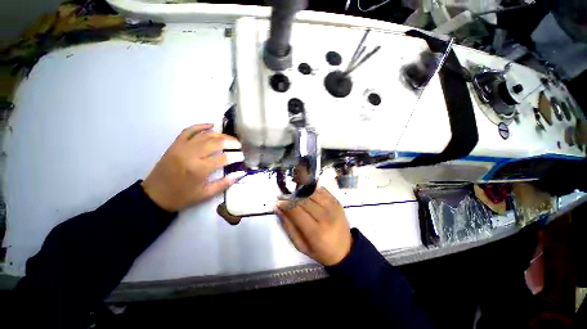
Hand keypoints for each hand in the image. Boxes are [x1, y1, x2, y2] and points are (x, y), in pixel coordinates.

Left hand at [142, 124, 244, 211]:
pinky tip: (212, 125)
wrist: (155, 195)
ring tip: (231, 139)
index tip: (243, 157)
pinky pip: (189, 130)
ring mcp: (182, 147)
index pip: (224, 158)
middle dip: (232, 142)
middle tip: (239, 146)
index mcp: (199, 169)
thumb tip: (241, 173)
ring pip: (205, 135)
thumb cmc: (183, 196)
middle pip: (216, 142)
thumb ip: (225, 183)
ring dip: (221, 135)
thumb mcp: (207, 193)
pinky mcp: (175, 144)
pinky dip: (201, 126)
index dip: (236, 156)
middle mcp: (191, 154)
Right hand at [276, 187, 352, 265]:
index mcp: (316, 232)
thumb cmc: (321, 251)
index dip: (285, 204)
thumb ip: (288, 226)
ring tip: (294, 193)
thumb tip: (278, 209)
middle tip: (283, 196)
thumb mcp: (301, 245)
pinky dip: (311, 189)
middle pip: (303, 199)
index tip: (278, 202)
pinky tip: (306, 192)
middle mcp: (325, 217)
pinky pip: (321, 190)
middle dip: (290, 196)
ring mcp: (333, 207)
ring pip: (312, 192)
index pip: (296, 210)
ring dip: (300, 190)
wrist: (345, 249)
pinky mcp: (337, 202)